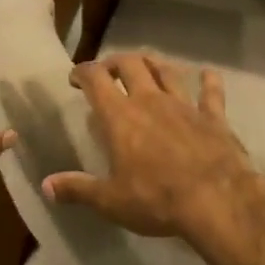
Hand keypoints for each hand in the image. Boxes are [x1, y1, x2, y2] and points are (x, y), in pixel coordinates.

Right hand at [42, 53, 261, 241]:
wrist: (217, 201)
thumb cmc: (156, 200)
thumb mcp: (110, 201)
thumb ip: (78, 189)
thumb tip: (47, 186)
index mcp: (120, 117)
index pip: (96, 79)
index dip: (82, 72)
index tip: (75, 78)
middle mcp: (151, 101)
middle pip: (131, 65)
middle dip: (115, 63)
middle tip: (108, 72)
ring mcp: (185, 105)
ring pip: (167, 71)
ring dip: (154, 64)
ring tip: (146, 65)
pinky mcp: (214, 117)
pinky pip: (211, 92)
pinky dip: (208, 80)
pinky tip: (208, 74)